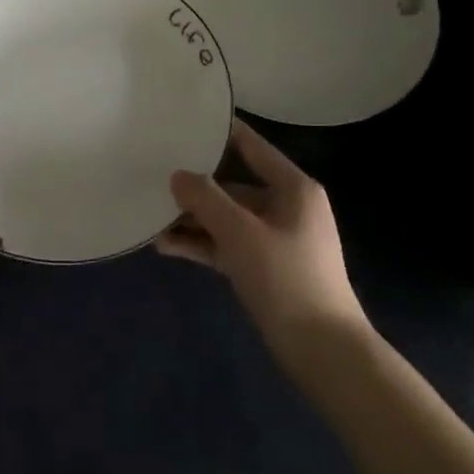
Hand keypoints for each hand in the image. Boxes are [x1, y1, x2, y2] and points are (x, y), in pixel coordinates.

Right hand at [159, 118, 365, 345]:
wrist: (323, 352)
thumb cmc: (287, 279)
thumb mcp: (240, 233)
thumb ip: (206, 199)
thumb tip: (177, 175)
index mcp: (293, 188)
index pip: (251, 146)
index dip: (218, 133)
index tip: (182, 122)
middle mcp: (285, 206)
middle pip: (233, 185)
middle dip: (195, 187)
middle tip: (153, 177)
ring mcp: (275, 239)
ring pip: (226, 218)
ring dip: (192, 220)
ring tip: (150, 217)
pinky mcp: (265, 268)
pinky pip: (227, 245)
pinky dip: (201, 244)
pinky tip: (166, 246)